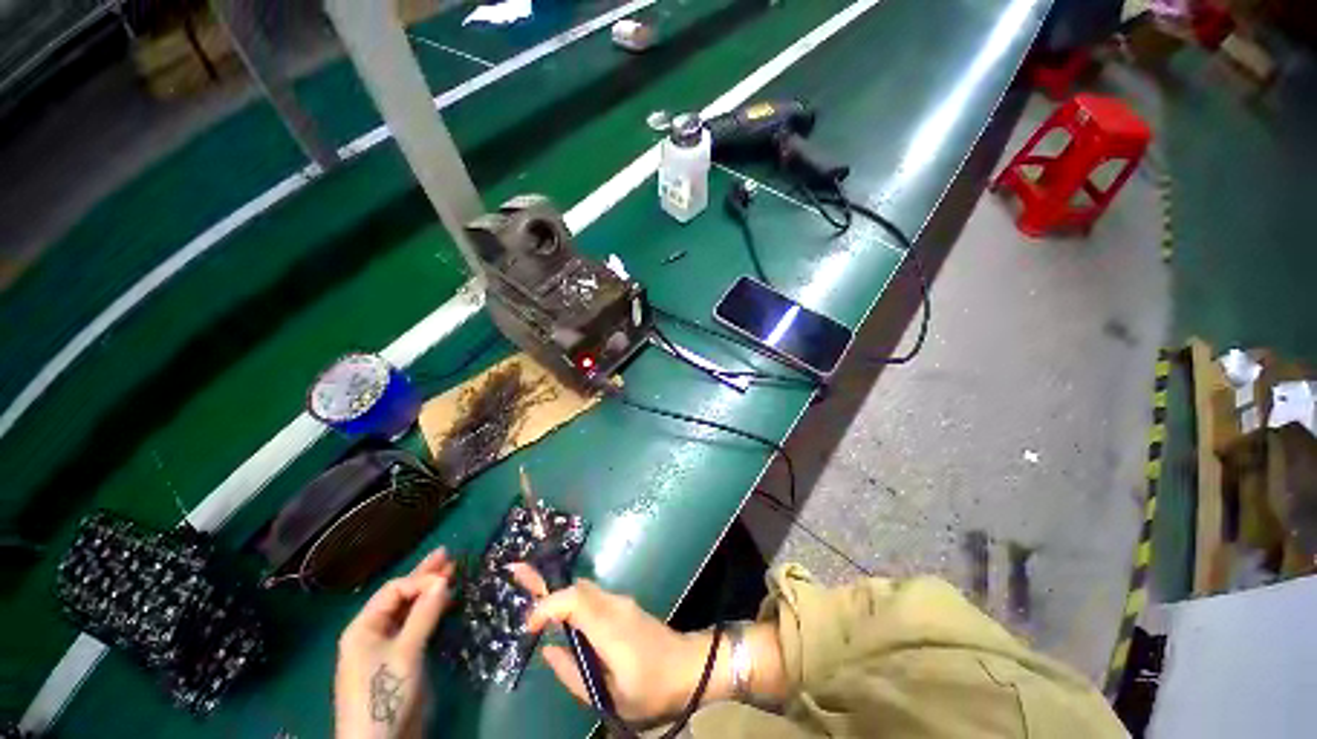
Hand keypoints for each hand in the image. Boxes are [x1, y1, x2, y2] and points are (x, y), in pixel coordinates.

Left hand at [335, 549, 454, 738]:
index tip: (449, 576)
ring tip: (451, 573)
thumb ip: (425, 613)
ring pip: (409, 612)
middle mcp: (373, 633)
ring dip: (430, 593)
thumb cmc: (384, 691)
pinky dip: (431, 612)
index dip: (421, 580)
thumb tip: (444, 579)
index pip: (394, 590)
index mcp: (364, 627)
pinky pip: (416, 627)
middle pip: (400, 597)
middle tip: (449, 555)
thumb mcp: (406, 651)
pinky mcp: (400, 660)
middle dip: (425, 577)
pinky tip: (445, 602)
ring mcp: (386, 647)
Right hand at [510, 564, 711, 722]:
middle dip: (545, 578)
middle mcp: (614, 605)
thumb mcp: (611, 697)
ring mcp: (620, 602)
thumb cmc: (652, 689)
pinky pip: (591, 596)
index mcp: (611, 628)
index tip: (529, 625)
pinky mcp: (623, 605)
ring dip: (556, 587)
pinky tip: (558, 610)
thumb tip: (548, 651)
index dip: (549, 604)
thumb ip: (575, 675)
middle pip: (576, 586)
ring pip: (583, 588)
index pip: (575, 601)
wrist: (690, 667)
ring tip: (529, 586)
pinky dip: (569, 597)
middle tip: (516, 571)